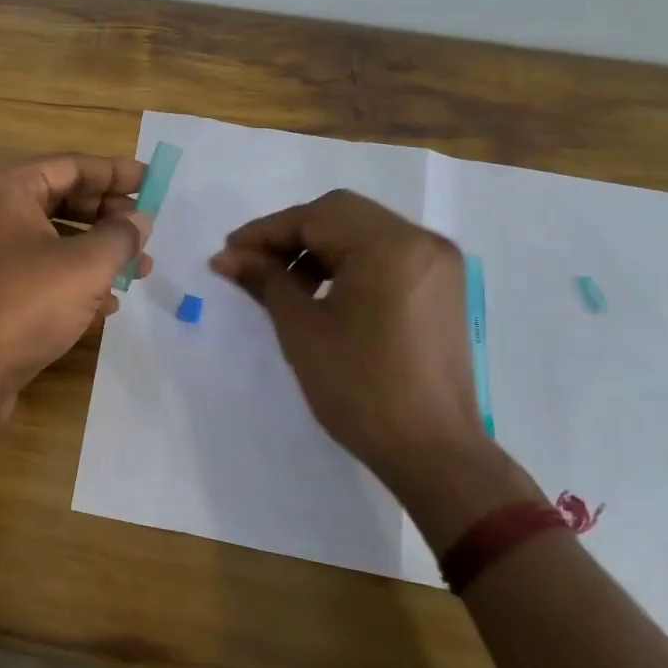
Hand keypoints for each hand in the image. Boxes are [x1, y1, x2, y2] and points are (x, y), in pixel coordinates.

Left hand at [0, 153, 152, 403]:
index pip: (70, 166)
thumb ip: (120, 235)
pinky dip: (73, 278)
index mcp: (3, 188)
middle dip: (108, 216)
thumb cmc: (26, 305)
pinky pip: (38, 269)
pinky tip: (108, 302)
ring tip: (139, 269)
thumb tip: (140, 220)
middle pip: (60, 199)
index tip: (154, 181)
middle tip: (146, 229)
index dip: (116, 173)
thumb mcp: (86, 265)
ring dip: (97, 251)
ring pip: (52, 238)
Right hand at [209, 190, 489, 485]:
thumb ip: (265, 280)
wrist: (432, 451)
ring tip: (283, 284)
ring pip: (364, 232)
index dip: (265, 232)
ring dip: (318, 248)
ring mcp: (438, 263)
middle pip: (341, 216)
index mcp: (389, 247)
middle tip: (252, 264)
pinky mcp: (442, 287)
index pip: (315, 217)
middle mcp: (421, 241)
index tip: (228, 253)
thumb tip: (226, 257)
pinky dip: (349, 263)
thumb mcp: (302, 329)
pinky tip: (322, 292)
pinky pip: (385, 255)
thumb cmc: (359, 388)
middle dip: (291, 236)